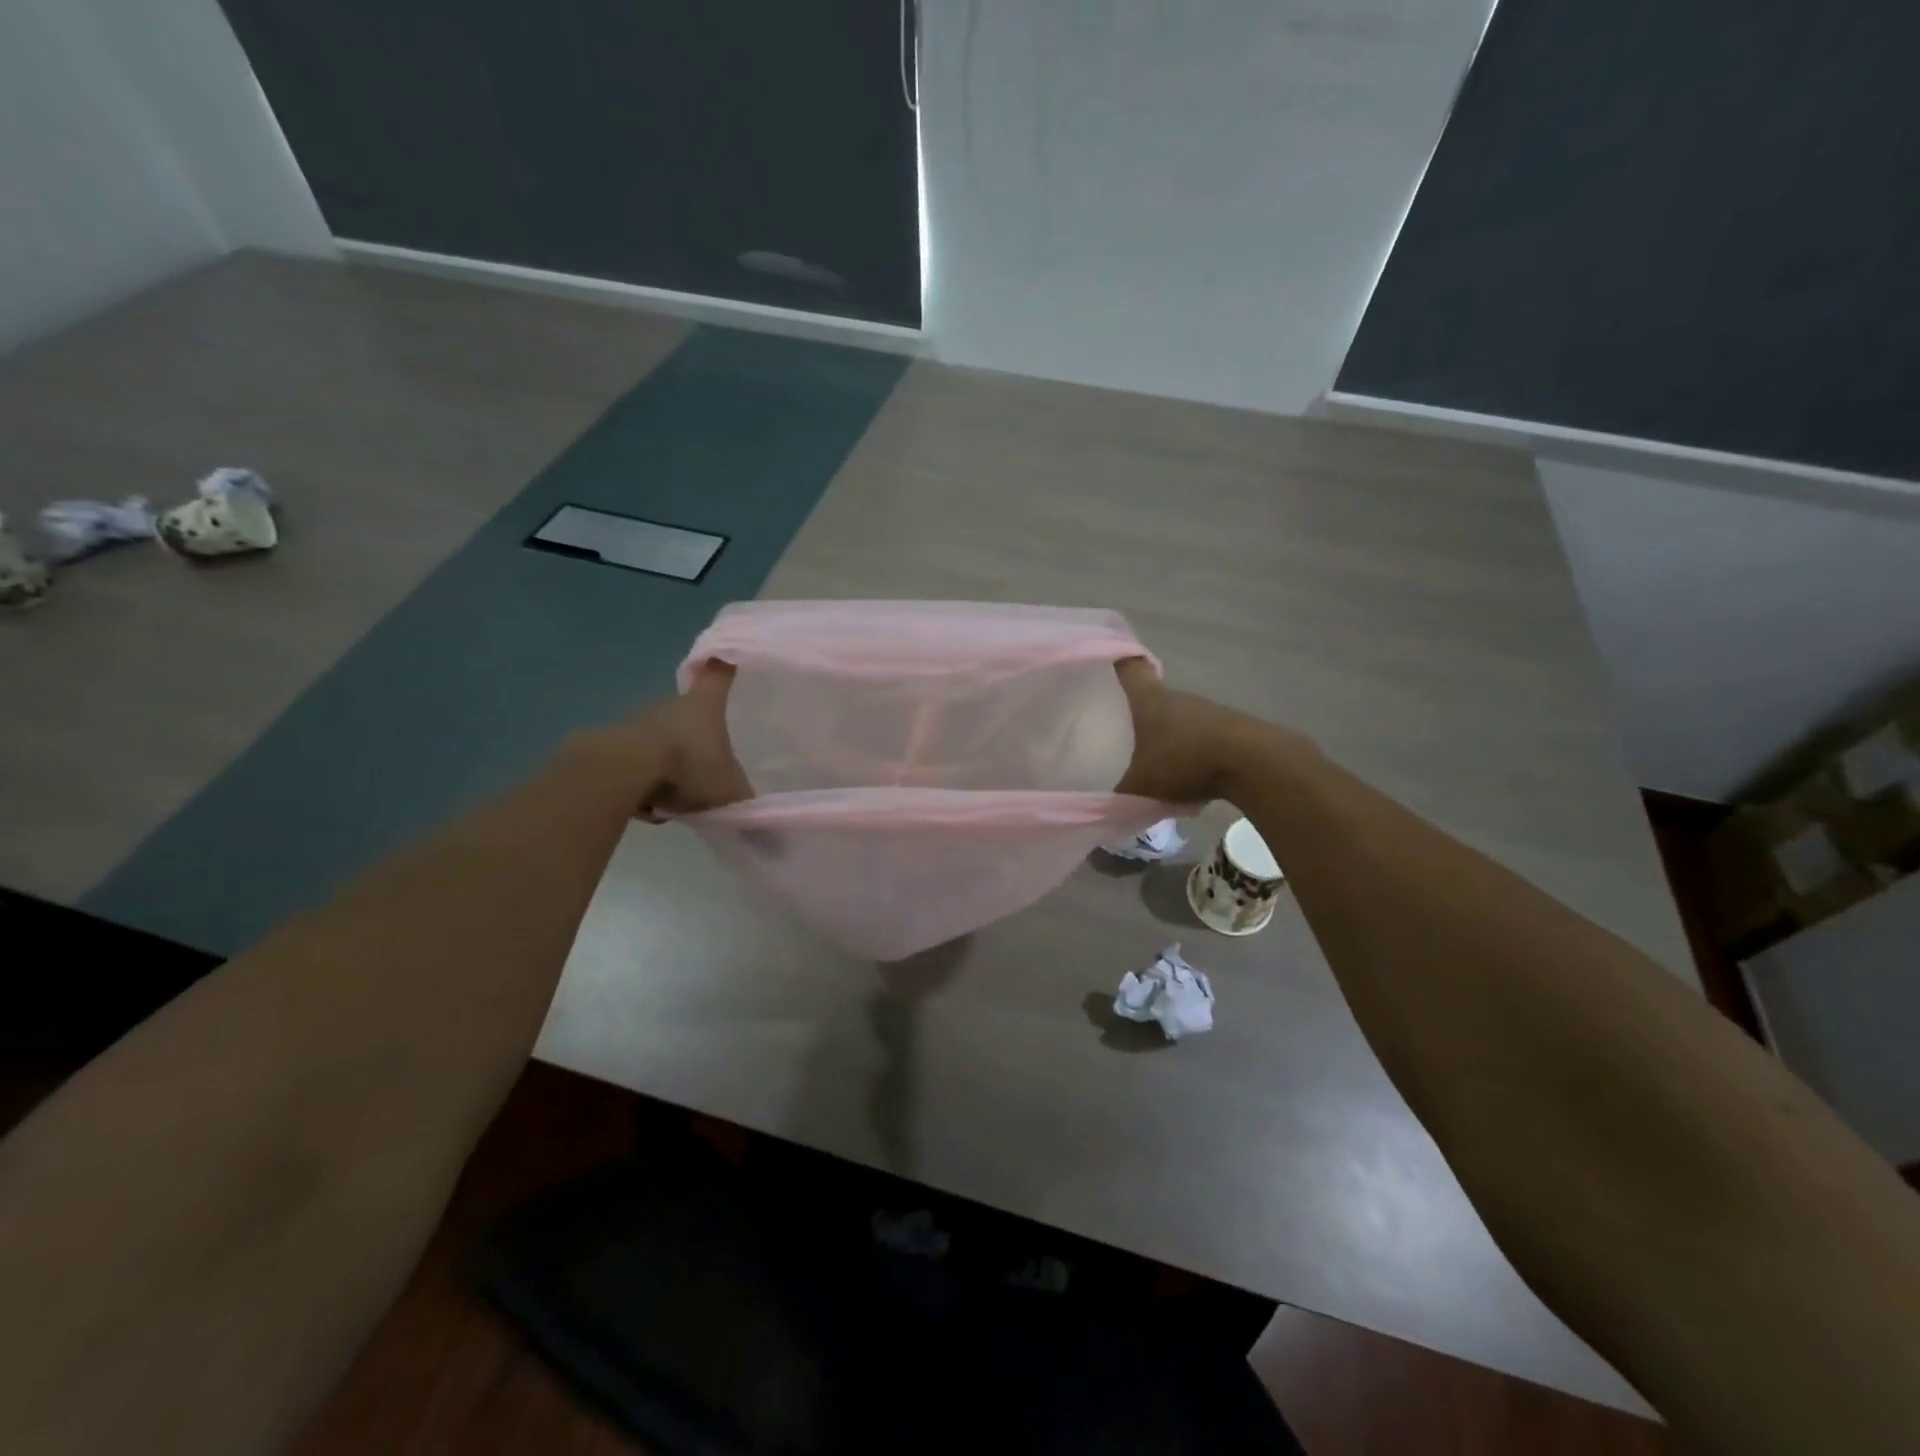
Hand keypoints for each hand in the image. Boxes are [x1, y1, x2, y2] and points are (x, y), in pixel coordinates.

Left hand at [565, 664, 752, 819]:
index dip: (724, 667)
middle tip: (707, 765)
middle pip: (688, 711)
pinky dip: (645, 778)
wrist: (623, 770)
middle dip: (696, 734)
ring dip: (669, 760)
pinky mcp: (612, 742)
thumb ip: (746, 804)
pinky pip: (637, 760)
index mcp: (705, 705)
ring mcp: (639, 720)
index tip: (727, 658)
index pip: (719, 676)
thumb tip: (770, 834)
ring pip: (661, 738)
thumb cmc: (688, 766)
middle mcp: (671, 704)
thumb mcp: (729, 792)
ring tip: (676, 794)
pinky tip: (649, 803)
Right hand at [1112, 658, 1240, 804]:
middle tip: (1123, 729)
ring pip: (1179, 719)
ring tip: (1155, 764)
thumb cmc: (1183, 759)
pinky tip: (1188, 778)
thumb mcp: (1141, 784)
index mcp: (1149, 699)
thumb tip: (1108, 801)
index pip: (1130, 667)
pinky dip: (1192, 754)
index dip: (1120, 661)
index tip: (1111, 661)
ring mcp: (1207, 711)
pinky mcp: (1229, 729)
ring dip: (1169, 736)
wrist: (1250, 762)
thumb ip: (1121, 792)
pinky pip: (1201, 738)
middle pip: (1155, 696)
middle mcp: (1178, 697)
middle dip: (1141, 711)